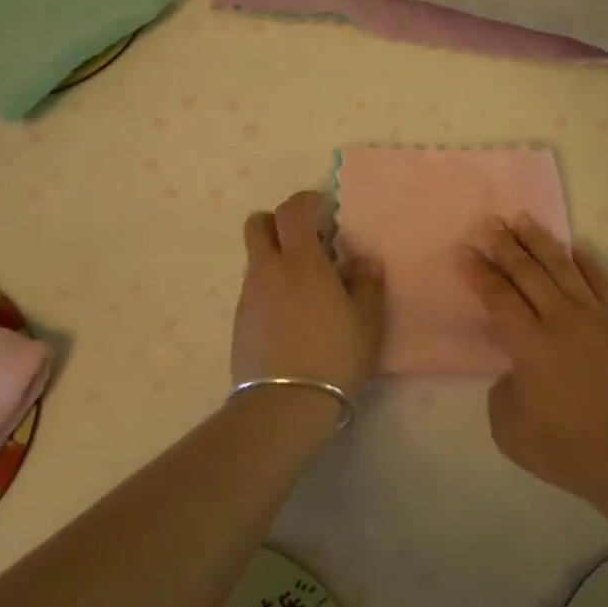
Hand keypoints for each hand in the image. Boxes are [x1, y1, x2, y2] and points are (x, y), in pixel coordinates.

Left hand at [233, 190, 384, 397]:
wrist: (284, 405)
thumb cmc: (334, 355)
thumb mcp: (367, 321)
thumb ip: (367, 284)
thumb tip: (362, 262)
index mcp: (301, 261)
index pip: (292, 210)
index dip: (306, 201)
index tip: (323, 209)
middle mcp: (269, 270)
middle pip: (257, 225)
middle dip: (277, 222)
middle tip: (305, 241)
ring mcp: (249, 296)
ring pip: (256, 259)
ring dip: (276, 259)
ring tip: (304, 288)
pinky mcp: (240, 322)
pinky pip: (254, 290)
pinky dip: (270, 289)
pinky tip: (291, 318)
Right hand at [465, 217, 607, 505]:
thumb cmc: (564, 448)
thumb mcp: (509, 426)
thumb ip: (503, 387)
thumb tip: (515, 367)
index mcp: (530, 344)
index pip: (498, 297)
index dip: (478, 273)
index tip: (464, 251)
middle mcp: (561, 320)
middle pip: (528, 273)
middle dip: (506, 246)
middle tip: (491, 223)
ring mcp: (597, 317)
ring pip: (563, 268)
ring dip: (540, 241)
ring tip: (524, 219)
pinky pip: (603, 282)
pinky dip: (587, 262)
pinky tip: (575, 247)